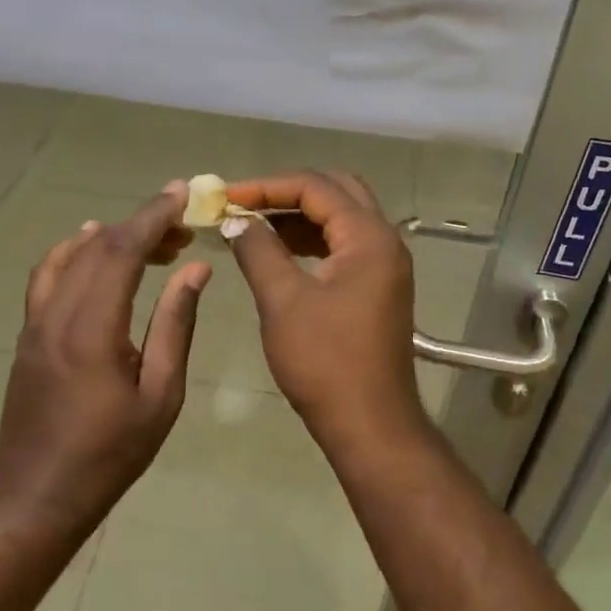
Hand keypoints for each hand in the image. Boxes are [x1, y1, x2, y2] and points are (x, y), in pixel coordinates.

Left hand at [0, 183, 208, 529]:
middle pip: (98, 246)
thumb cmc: (110, 451)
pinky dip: (74, 250)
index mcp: (94, 329)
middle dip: (142, 223)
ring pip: (70, 254)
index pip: (123, 251)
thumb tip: (195, 269)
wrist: (37, 491)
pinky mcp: (28, 331)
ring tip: (152, 240)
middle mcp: (58, 313)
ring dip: (112, 235)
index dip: (154, 216)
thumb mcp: (160, 394)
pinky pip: (49, 273)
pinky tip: (94, 248)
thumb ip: (175, 324)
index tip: (183, 194)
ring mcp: (36, 321)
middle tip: (182, 225)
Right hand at [225, 170, 430, 455]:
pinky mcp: (378, 286)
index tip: (225, 196)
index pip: (315, 187)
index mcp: (368, 236)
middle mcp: (384, 240)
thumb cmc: (325, 362)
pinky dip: (312, 239)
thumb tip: (236, 220)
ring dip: (299, 215)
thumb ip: (258, 250)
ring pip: (341, 217)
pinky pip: (344, 244)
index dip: (266, 186)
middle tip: (245, 203)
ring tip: (253, 225)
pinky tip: (279, 251)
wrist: (370, 424)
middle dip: (287, 192)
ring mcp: (385, 264)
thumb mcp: (283, 301)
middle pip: (336, 191)